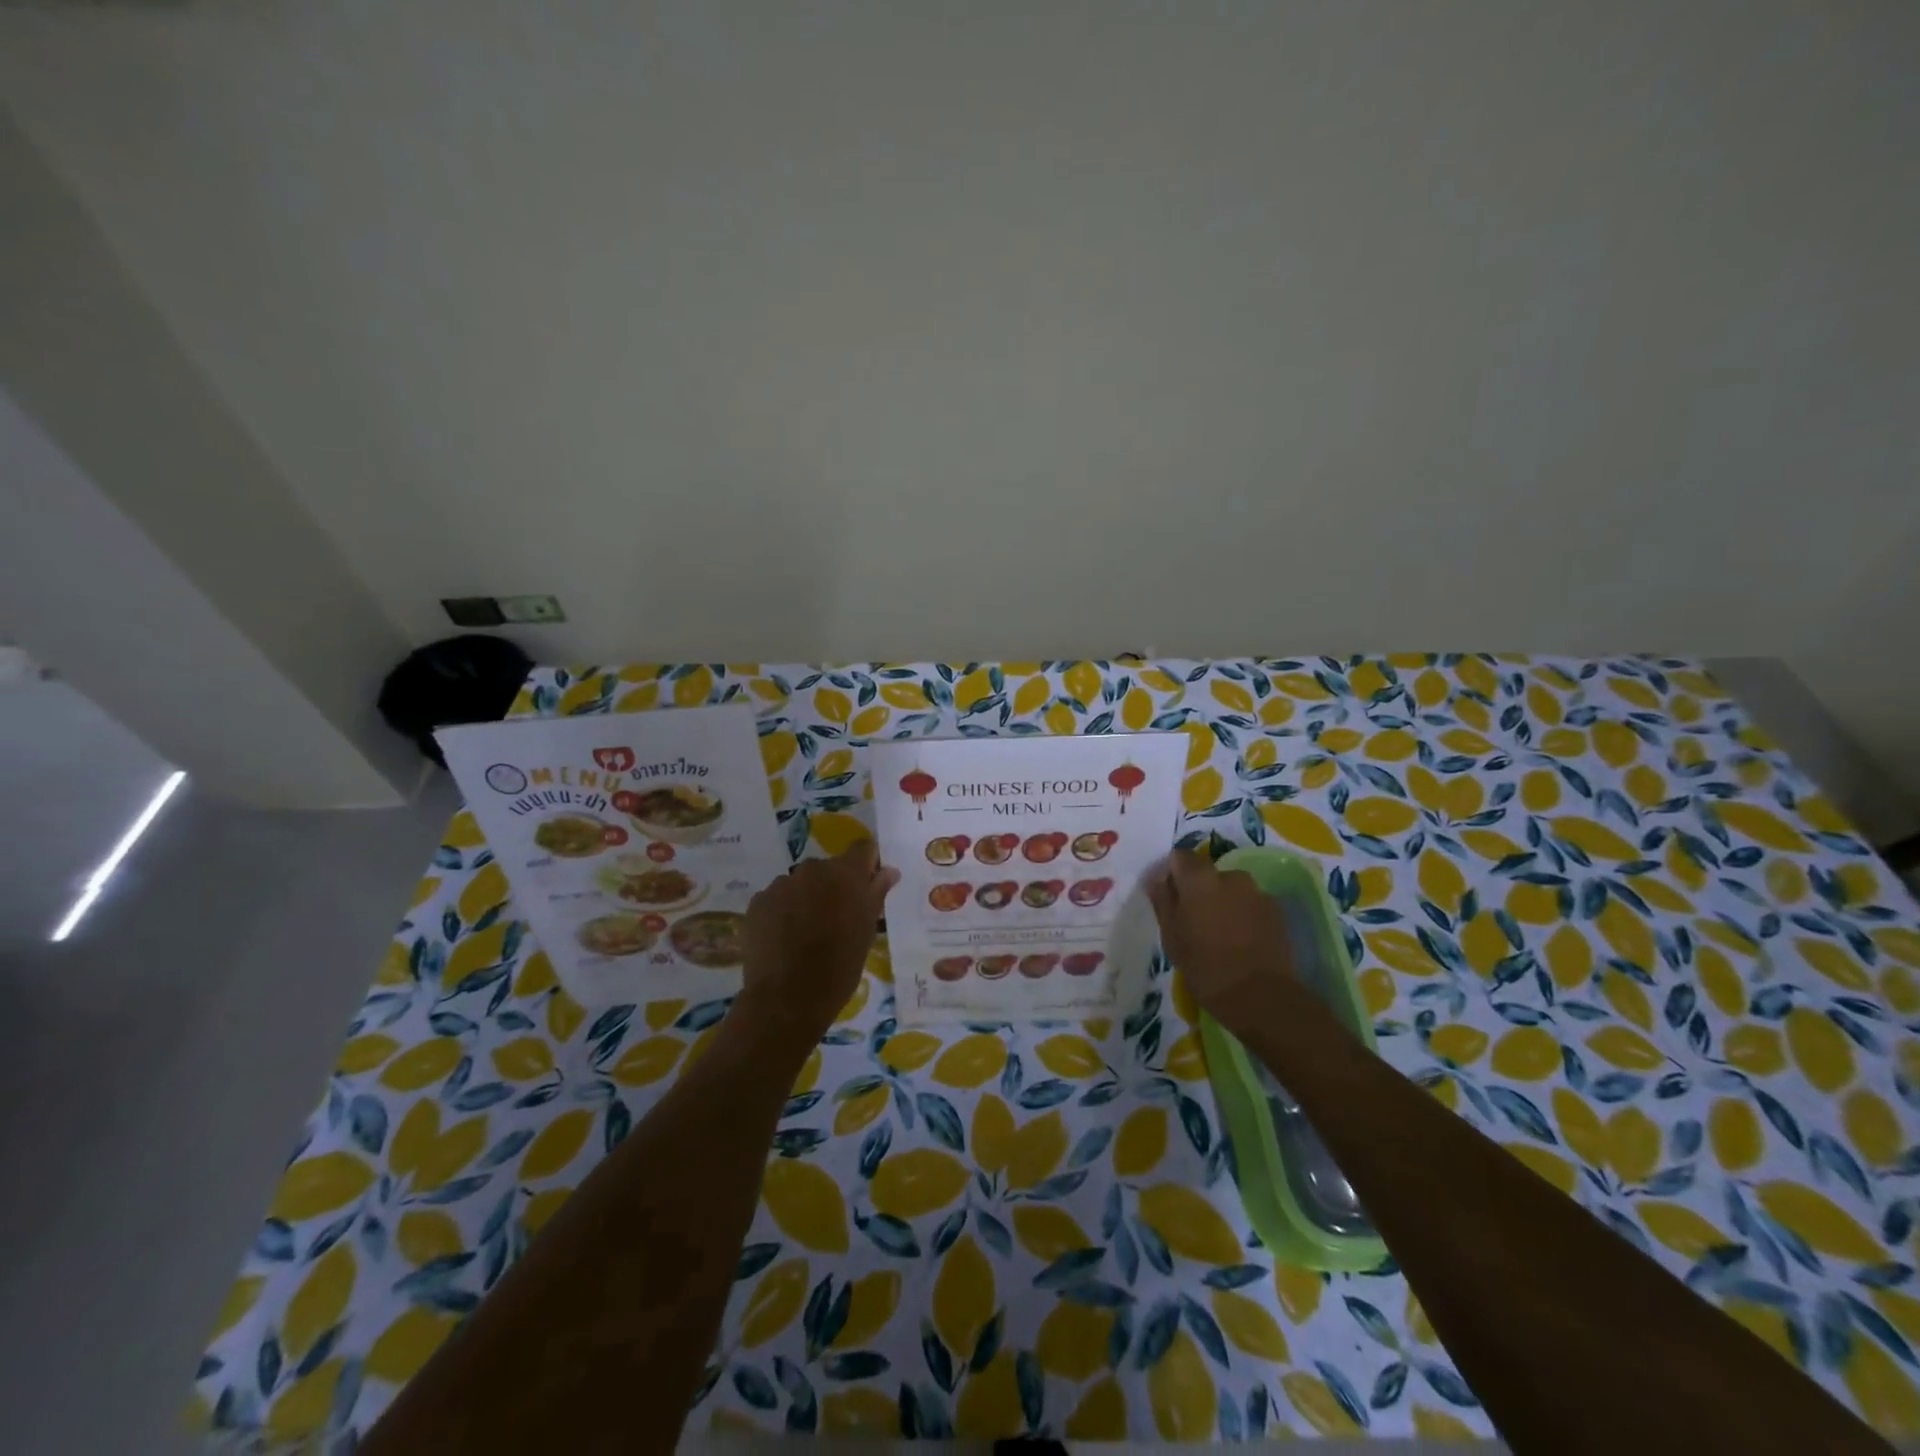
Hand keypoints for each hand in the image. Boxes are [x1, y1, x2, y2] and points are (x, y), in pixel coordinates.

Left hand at [736, 840, 898, 1045]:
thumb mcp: (867, 931)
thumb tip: (888, 870)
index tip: (867, 885)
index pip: (863, 848)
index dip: (866, 863)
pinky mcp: (758, 902)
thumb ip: (876, 893)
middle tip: (836, 918)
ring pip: (801, 883)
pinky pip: (777, 898)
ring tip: (805, 933)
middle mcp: (813, 869)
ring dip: (806, 898)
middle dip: (834, 886)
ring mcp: (782, 884)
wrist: (787, 998)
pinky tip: (784, 939)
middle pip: (829, 868)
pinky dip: (783, 912)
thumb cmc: (840, 966)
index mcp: (846, 873)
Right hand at [1145, 850, 1300, 1038]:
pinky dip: (1243, 915)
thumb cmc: (1205, 967)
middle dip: (1199, 889)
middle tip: (1194, 921)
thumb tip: (1156, 877)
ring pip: (1231, 889)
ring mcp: (1258, 893)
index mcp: (1200, 879)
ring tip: (1220, 933)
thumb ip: (1163, 900)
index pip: (1180, 857)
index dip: (1172, 873)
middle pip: (1208, 873)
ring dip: (1223, 902)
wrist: (1262, 997)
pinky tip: (1241, 941)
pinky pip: (1251, 904)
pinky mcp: (1277, 911)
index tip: (1169, 897)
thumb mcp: (1171, 936)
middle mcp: (1231, 876)